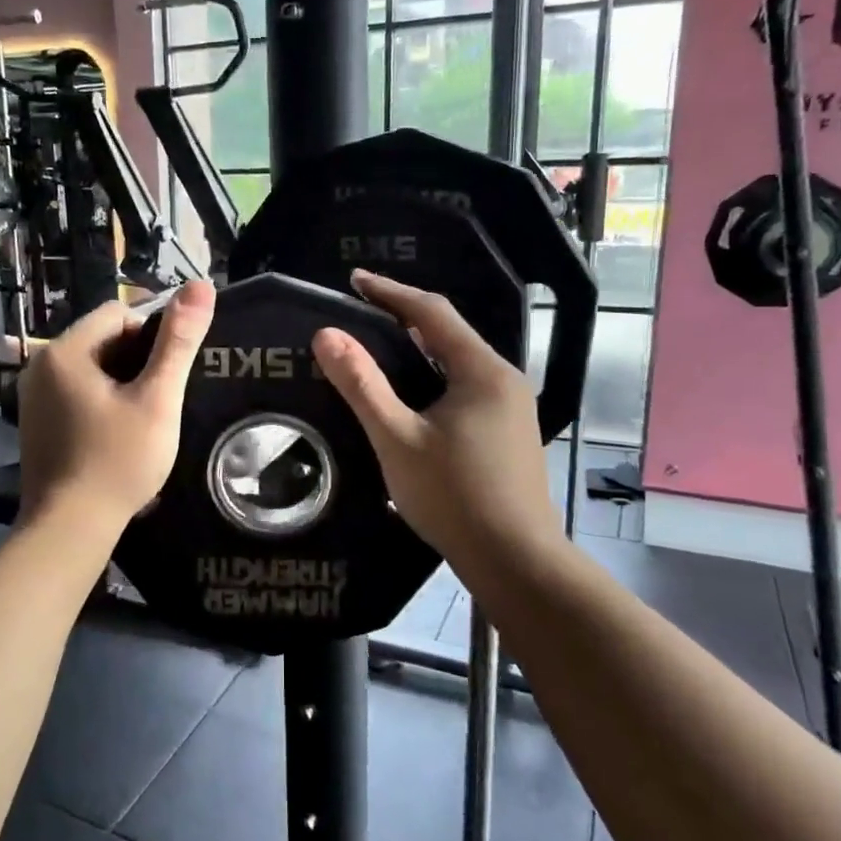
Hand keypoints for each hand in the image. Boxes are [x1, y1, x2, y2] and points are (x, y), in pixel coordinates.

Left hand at [16, 280, 216, 532]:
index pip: (118, 313)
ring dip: (122, 382)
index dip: (153, 334)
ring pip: (91, 368)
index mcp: (65, 351)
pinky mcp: (36, 422)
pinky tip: (118, 433)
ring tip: (146, 416)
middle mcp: (40, 365)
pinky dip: (101, 401)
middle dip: (137, 359)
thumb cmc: (118, 462)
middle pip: (102, 339)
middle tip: (163, 397)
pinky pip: (76, 393)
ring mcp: (33, 397)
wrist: (69, 529)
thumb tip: (202, 285)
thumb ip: (179, 342)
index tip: (172, 371)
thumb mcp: (157, 400)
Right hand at [314, 271, 558, 571]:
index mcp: (482, 371)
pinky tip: (412, 398)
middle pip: (449, 334)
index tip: (354, 279)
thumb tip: (326, 334)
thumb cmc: (453, 496)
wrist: (515, 561)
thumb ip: (361, 384)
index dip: (390, 292)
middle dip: (404, 318)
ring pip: (458, 363)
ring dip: (420, 350)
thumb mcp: (397, 438)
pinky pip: (465, 388)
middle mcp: (504, 379)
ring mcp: (512, 408)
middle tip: (361, 313)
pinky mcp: (510, 433)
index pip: (432, 312)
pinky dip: (433, 379)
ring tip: (378, 349)